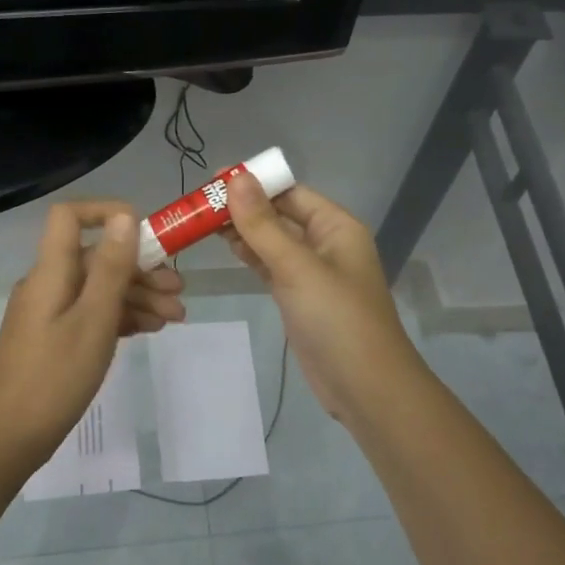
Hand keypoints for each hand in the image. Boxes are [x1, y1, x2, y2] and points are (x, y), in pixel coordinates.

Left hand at [0, 200, 185, 462]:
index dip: (107, 213)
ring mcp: (49, 312)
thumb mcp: (93, 320)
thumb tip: (124, 217)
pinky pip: (91, 313)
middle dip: (140, 269)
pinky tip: (148, 330)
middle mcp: (48, 284)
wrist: (8, 438)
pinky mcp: (53, 338)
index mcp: (51, 271)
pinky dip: (120, 317)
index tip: (147, 234)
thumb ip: (111, 267)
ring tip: (175, 319)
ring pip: (98, 289)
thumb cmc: (55, 377)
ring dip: (137, 297)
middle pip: (96, 258)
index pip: (70, 216)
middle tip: (179, 293)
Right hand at [223, 173, 426, 427]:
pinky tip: (227, 248)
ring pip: (273, 241)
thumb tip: (237, 178)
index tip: (213, 179)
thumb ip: (263, 224)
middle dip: (244, 206)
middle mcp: (326, 243)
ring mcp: (312, 272)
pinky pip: (271, 265)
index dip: (255, 183)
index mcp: (336, 227)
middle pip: (280, 214)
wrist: (364, 387)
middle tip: (199, 203)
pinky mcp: (299, 298)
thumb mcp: (297, 267)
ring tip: (203, 221)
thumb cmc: (337, 319)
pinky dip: (250, 255)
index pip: (290, 192)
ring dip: (243, 230)